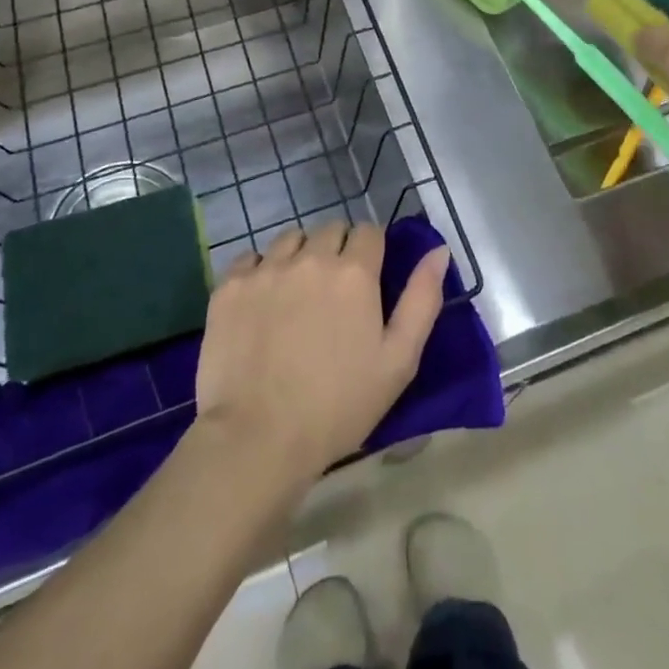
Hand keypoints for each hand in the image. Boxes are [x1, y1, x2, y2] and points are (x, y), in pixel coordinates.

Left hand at [194, 223, 450, 487]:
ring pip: (289, 239)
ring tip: (296, 295)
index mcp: (354, 272)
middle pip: (329, 229)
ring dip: (299, 256)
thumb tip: (438, 250)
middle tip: (333, 293)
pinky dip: (260, 272)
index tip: (367, 279)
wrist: (258, 439)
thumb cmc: (339, 406)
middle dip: (336, 250)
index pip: (368, 231)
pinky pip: (250, 259)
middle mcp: (310, 258)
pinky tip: (261, 304)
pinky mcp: (230, 286)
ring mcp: (266, 269)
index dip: (371, 251)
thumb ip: (422, 299)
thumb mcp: (399, 361)